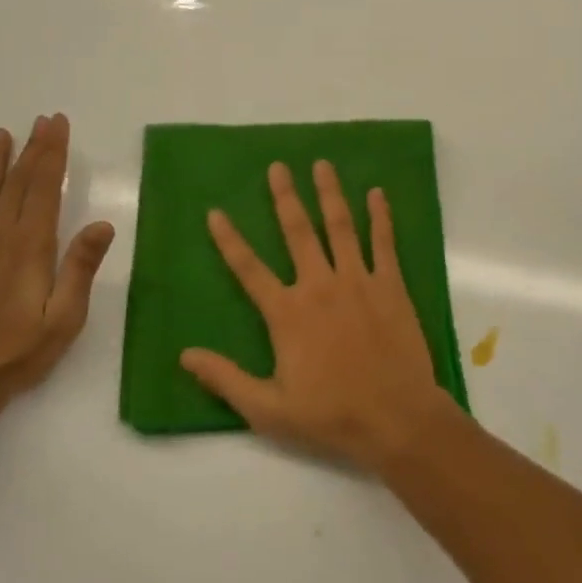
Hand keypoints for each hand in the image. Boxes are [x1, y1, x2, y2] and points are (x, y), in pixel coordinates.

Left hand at [0, 114, 114, 415]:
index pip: (45, 188)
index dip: (53, 154)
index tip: (58, 125)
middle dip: (32, 149)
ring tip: (3, 134)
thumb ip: (80, 268)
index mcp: (31, 247)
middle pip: (17, 183)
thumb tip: (103, 223)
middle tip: (41, 120)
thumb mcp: (64, 318)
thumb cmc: (19, 355)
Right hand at [182, 160, 456, 471]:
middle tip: (278, 166)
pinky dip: (380, 217)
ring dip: (330, 193)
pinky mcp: (391, 285)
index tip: (215, 211)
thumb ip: (225, 379)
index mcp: (287, 313)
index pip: (249, 269)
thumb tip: (185, 354)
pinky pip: (384, 243)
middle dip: (285, 197)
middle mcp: (320, 286)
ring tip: (322, 164)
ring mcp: (359, 281)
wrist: (396, 418)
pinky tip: (377, 194)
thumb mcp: (268, 409)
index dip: (229, 240)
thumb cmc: (331, 416)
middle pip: (298, 232)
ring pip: (340, 226)